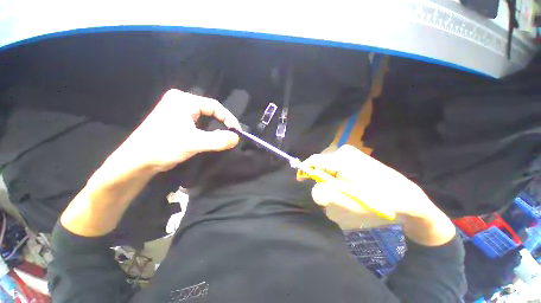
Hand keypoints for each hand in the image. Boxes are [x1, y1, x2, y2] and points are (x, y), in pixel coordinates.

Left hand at [110, 89, 241, 171]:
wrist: (137, 161)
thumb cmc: (163, 147)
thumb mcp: (194, 143)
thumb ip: (218, 140)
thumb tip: (237, 138)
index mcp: (183, 100)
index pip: (214, 105)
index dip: (229, 118)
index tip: (237, 131)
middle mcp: (180, 102)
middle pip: (210, 110)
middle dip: (223, 122)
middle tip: (232, 134)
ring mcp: (177, 111)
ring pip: (205, 117)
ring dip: (216, 127)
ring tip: (225, 136)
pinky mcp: (176, 121)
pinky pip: (198, 123)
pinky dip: (208, 130)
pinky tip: (212, 138)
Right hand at [299, 145, 455, 245]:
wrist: (406, 196)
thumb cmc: (378, 201)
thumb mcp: (351, 202)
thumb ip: (328, 195)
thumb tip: (313, 189)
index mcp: (342, 159)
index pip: (314, 160)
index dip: (305, 169)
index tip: (301, 179)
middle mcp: (344, 151)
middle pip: (321, 163)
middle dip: (320, 177)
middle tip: (329, 191)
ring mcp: (350, 152)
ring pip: (328, 164)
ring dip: (329, 177)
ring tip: (341, 190)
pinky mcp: (354, 155)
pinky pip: (336, 163)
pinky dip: (335, 174)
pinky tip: (346, 184)